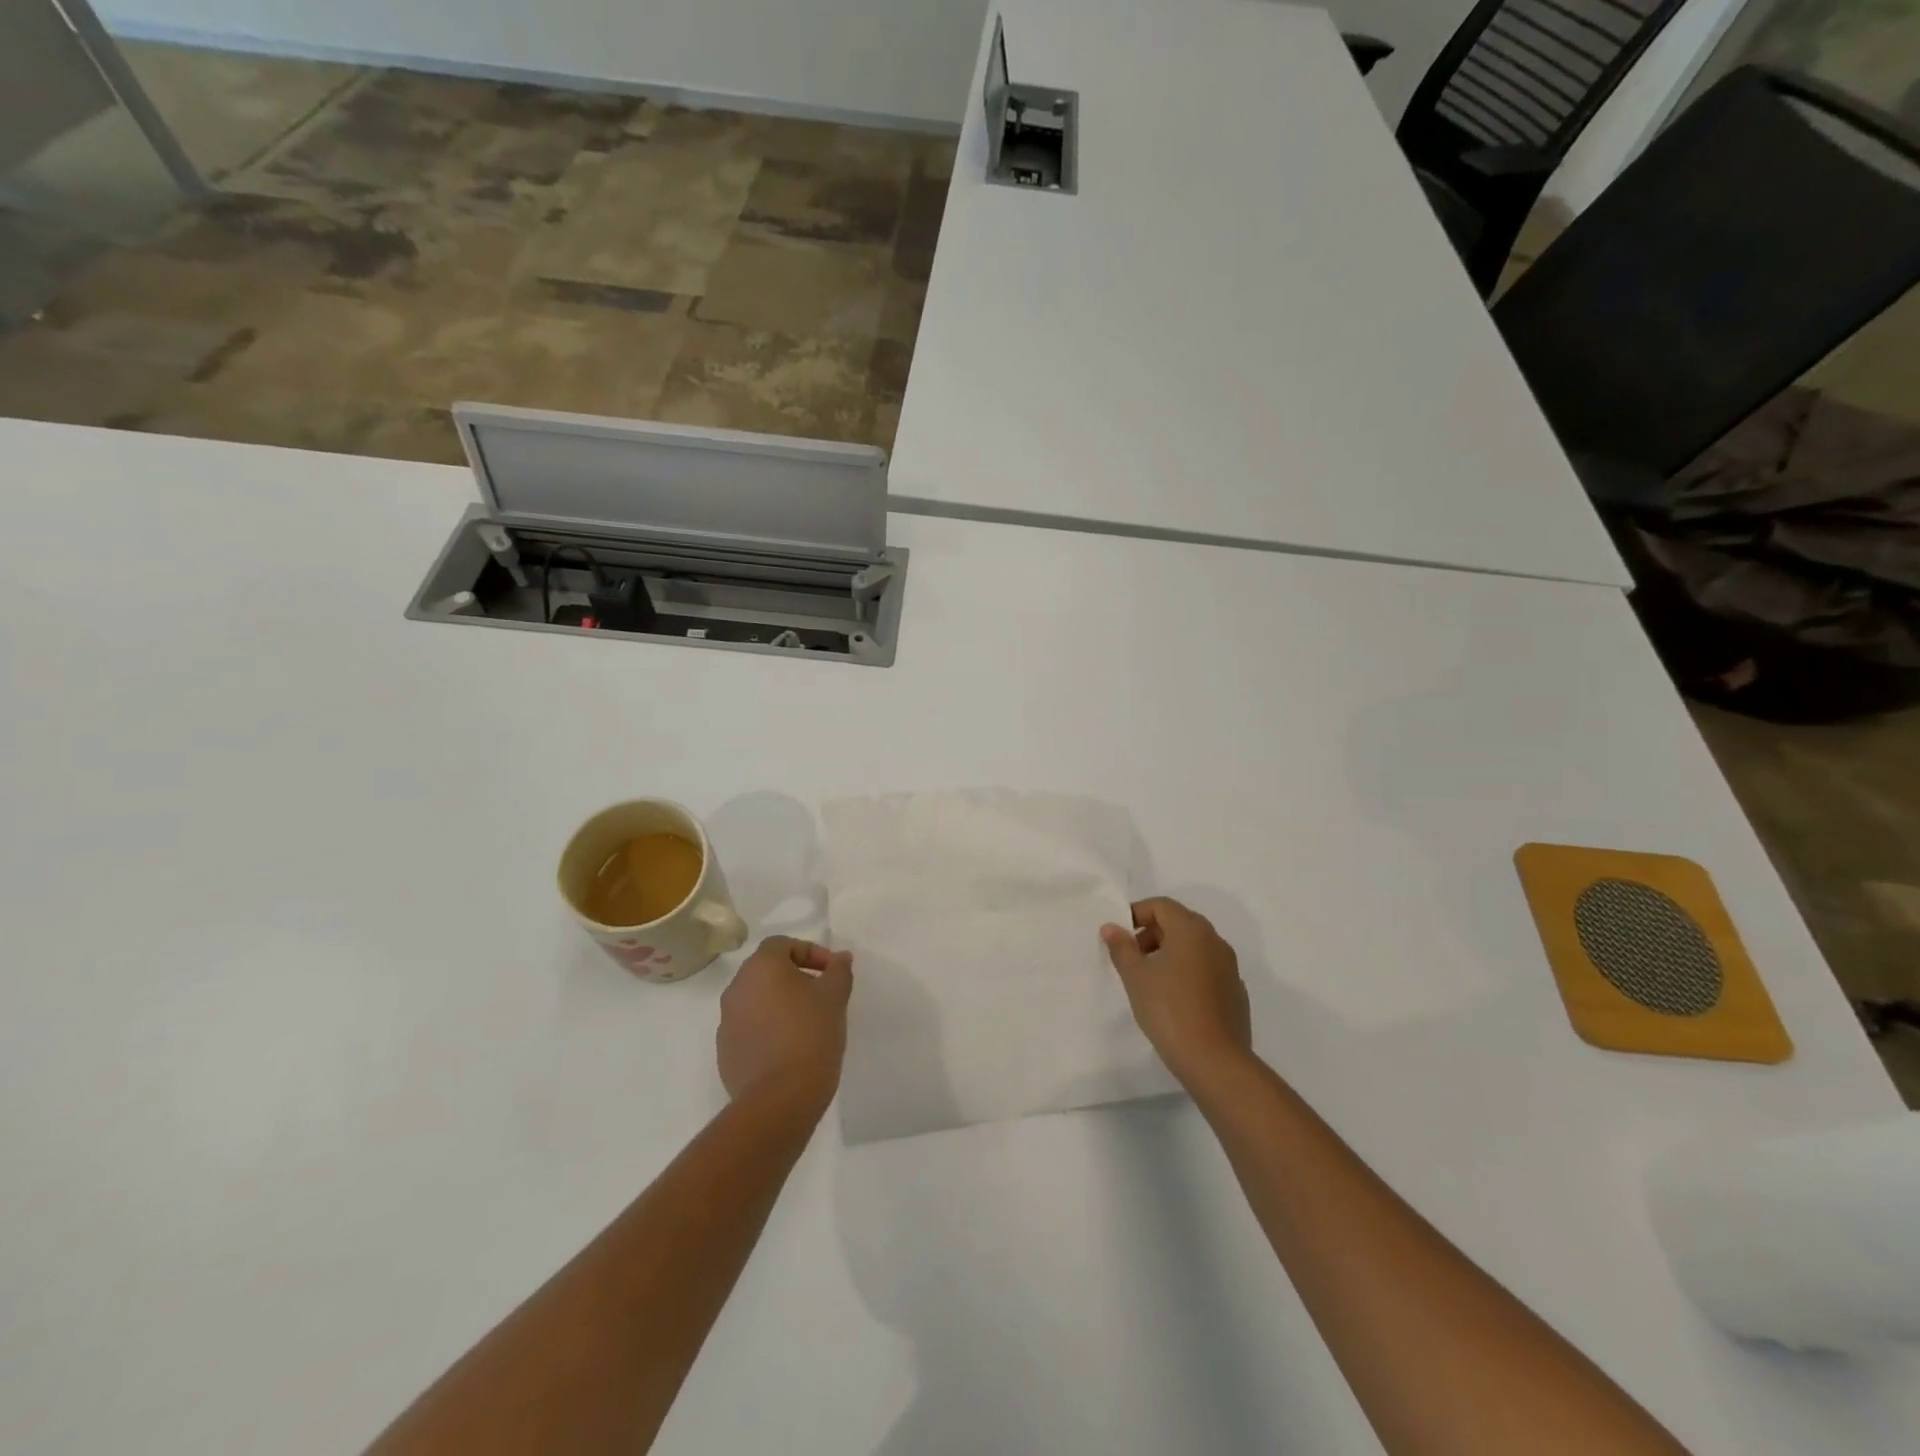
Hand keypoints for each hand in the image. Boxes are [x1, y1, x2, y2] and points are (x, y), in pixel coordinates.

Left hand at [717, 936, 853, 1118]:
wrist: (779, 1098)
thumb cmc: (810, 1034)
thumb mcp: (835, 996)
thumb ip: (838, 970)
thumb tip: (840, 958)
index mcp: (760, 967)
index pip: (783, 944)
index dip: (811, 952)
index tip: (832, 973)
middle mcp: (736, 988)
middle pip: (767, 971)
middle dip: (796, 978)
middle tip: (822, 996)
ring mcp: (726, 1022)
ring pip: (757, 1001)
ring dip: (780, 1004)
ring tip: (808, 1024)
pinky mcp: (725, 1052)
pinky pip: (750, 1029)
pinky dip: (768, 1029)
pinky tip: (790, 1049)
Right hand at [1101, 897, 1251, 1085]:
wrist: (1215, 1061)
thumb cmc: (1169, 1009)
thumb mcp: (1136, 976)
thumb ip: (1122, 947)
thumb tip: (1112, 927)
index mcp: (1191, 929)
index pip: (1161, 905)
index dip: (1136, 913)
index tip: (1119, 936)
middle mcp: (1215, 941)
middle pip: (1179, 922)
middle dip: (1152, 933)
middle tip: (1131, 957)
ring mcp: (1229, 967)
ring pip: (1194, 947)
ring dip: (1169, 953)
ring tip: (1149, 980)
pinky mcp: (1235, 992)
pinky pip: (1206, 969)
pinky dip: (1187, 972)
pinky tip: (1174, 999)